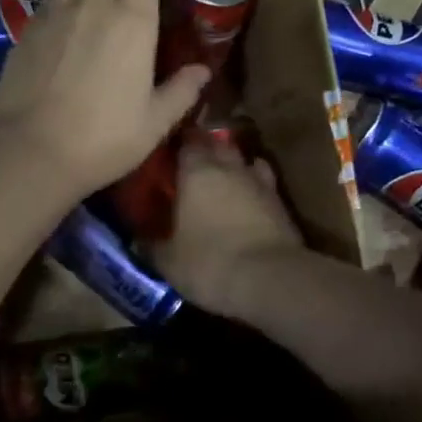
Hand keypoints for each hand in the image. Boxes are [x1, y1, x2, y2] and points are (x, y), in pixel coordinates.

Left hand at [0, 0, 209, 201]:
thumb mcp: (154, 123)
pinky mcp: (26, 30)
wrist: (31, 151)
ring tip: (93, 5)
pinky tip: (64, 30)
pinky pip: (49, 0)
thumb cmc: (103, 138)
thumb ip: (181, 91)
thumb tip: (202, 71)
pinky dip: (61, 3)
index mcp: (132, 21)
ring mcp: (54, 14)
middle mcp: (93, 5)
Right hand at [151, 140, 307, 317]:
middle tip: (194, 166)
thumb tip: (139, 241)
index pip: (186, 142)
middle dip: (208, 150)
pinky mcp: (282, 202)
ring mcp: (260, 182)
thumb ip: (152, 245)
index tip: (169, 154)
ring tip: (223, 180)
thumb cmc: (209, 262)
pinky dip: (255, 188)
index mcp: (196, 171)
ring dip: (235, 167)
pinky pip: (264, 184)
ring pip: (245, 161)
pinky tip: (248, 201)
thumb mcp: (168, 260)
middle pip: (219, 145)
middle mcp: (229, 167)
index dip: (178, 145)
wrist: (270, 279)